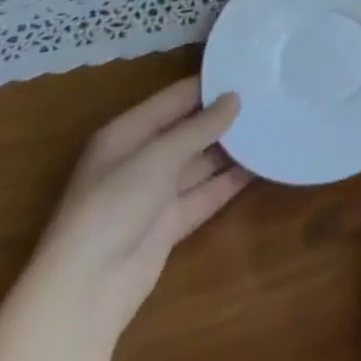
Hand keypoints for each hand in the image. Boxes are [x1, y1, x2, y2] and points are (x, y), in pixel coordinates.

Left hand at [25, 78, 249, 344]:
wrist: (86, 291)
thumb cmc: (113, 208)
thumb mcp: (157, 158)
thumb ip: (199, 127)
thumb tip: (235, 98)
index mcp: (126, 135)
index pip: (175, 99)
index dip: (210, 85)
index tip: (252, 70)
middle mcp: (141, 159)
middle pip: (190, 129)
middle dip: (226, 116)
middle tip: (271, 96)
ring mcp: (156, 193)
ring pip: (201, 162)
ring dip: (233, 148)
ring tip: (274, 125)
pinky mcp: (171, 223)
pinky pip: (206, 192)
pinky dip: (231, 181)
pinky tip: (262, 164)